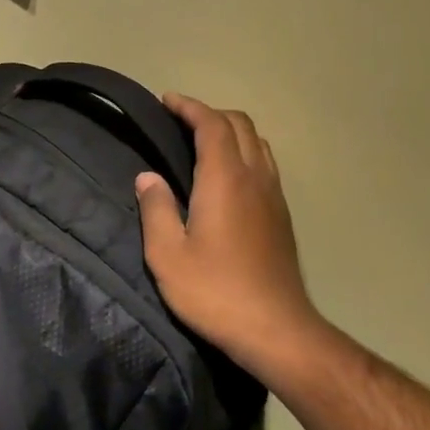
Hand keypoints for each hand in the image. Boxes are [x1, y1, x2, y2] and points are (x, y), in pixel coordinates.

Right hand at [136, 94, 322, 382]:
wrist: (275, 328)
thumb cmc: (214, 291)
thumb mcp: (168, 255)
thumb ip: (156, 209)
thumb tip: (147, 177)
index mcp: (226, 179)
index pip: (212, 125)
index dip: (190, 107)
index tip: (167, 101)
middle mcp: (256, 178)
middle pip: (240, 125)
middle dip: (210, 114)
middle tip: (180, 122)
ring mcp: (274, 196)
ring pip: (258, 143)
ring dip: (231, 132)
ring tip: (203, 144)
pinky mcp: (282, 216)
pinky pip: (265, 165)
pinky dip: (245, 153)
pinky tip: (227, 178)